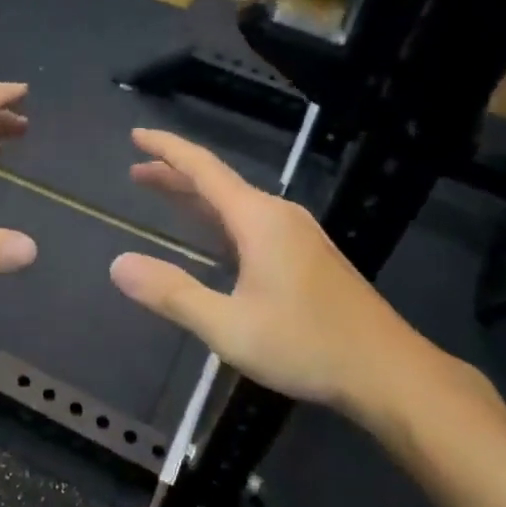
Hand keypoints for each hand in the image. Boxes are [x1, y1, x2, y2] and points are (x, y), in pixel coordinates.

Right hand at [108, 129, 459, 429]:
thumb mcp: (228, 326)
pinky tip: (214, 240)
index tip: (138, 134)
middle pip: (219, 184)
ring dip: (198, 199)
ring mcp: (299, 236)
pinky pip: (253, 225)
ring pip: (237, 205)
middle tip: (136, 171)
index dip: (168, 150)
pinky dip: (220, 221)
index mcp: (259, 220)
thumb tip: (118, 264)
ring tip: (164, 196)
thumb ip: (172, 293)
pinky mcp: (309, 258)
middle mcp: (279, 217)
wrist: (388, 372)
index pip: (204, 170)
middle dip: (175, 175)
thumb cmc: (307, 345)